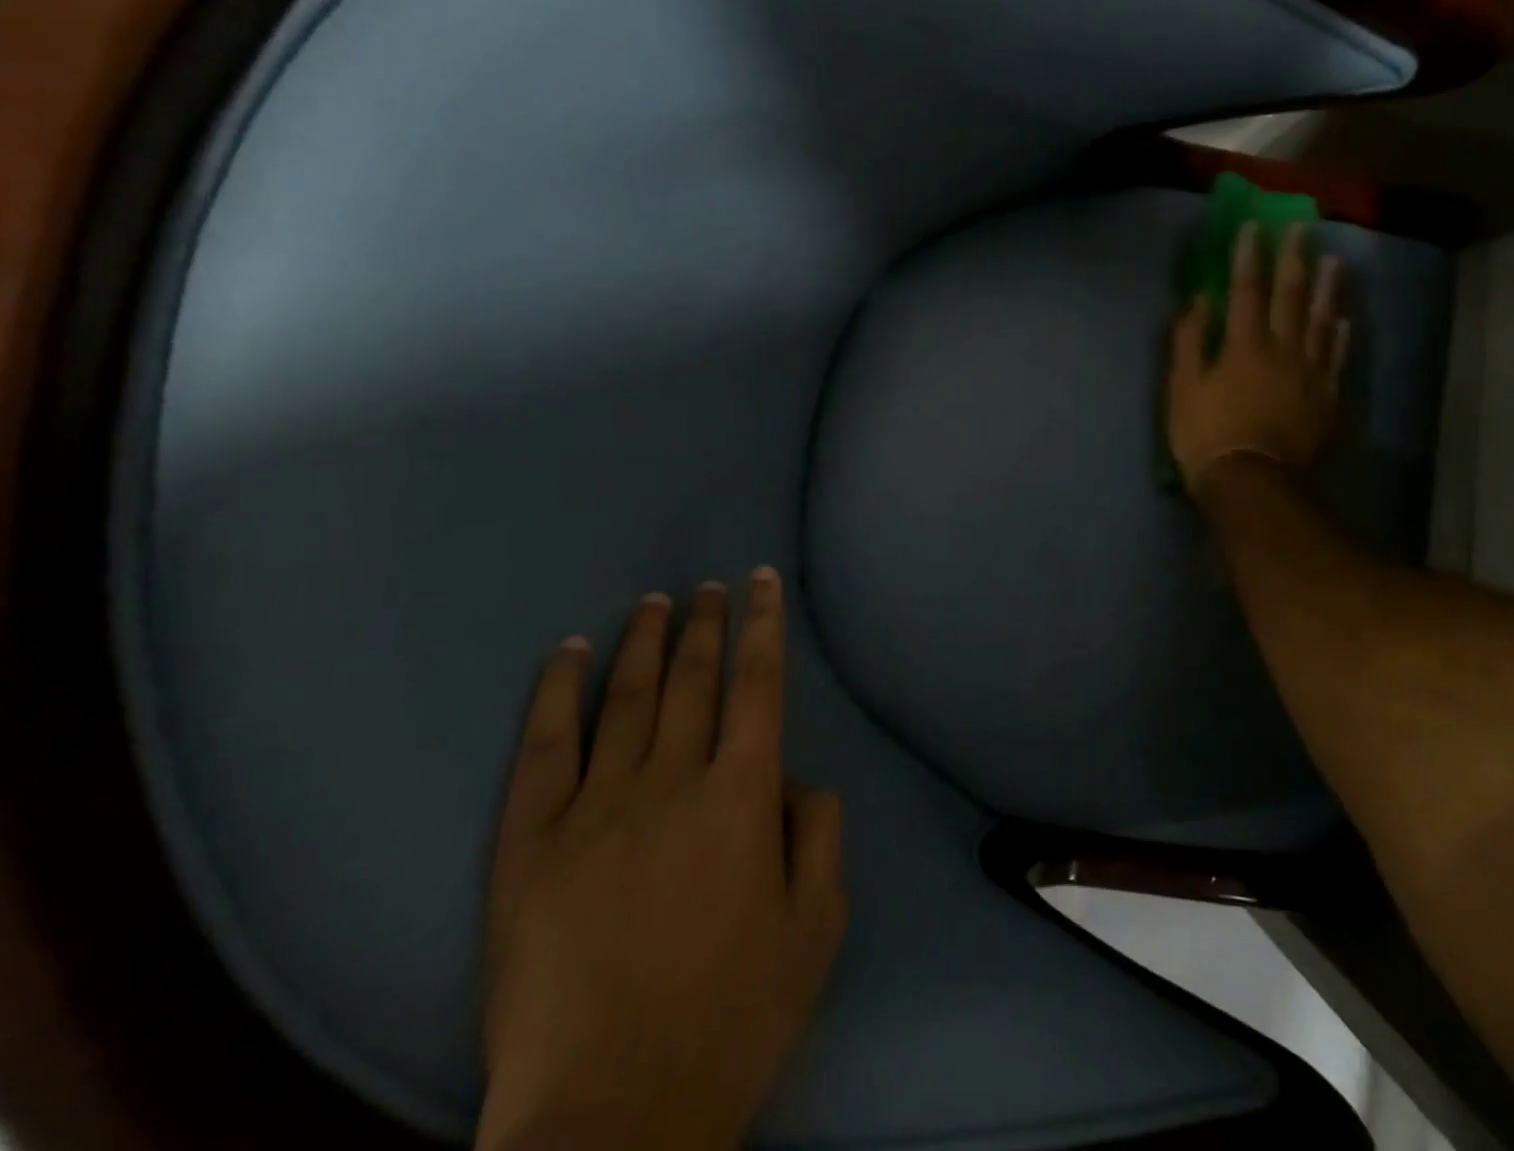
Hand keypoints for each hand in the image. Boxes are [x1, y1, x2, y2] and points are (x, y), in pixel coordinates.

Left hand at [479, 570, 845, 1150]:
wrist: (608, 1116)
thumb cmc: (730, 1019)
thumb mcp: (816, 928)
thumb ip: (819, 832)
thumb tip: (794, 775)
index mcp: (740, 797)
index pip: (759, 684)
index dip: (764, 624)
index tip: (762, 580)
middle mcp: (670, 781)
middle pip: (693, 679)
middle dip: (705, 623)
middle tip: (708, 587)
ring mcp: (595, 807)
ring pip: (626, 698)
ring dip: (643, 642)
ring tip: (653, 602)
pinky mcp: (531, 843)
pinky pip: (545, 749)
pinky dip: (556, 693)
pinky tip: (567, 654)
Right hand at [1167, 222, 1349, 492]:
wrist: (1252, 482)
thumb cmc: (1206, 435)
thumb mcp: (1182, 388)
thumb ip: (1190, 341)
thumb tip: (1200, 301)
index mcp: (1243, 346)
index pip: (1246, 291)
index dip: (1249, 257)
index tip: (1254, 227)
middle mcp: (1282, 350)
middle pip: (1291, 297)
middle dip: (1294, 259)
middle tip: (1302, 228)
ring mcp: (1309, 374)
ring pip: (1321, 321)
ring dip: (1327, 289)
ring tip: (1334, 261)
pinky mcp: (1326, 399)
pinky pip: (1336, 359)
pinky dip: (1340, 337)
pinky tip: (1344, 321)